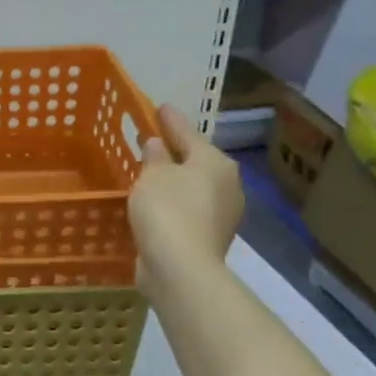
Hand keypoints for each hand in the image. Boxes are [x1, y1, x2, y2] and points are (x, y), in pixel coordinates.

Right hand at [129, 104, 243, 288]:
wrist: (181, 268)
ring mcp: (221, 215)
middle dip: (174, 152)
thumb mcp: (153, 173)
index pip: (188, 132)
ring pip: (192, 186)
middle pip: (195, 160)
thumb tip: (157, 144)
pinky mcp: (209, 238)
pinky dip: (173, 203)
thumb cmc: (167, 209)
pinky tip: (154, 202)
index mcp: (216, 162)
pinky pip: (187, 209)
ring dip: (173, 180)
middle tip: (151, 140)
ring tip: (148, 172)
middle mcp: (227, 185)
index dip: (170, 120)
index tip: (159, 107)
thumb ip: (154, 155)